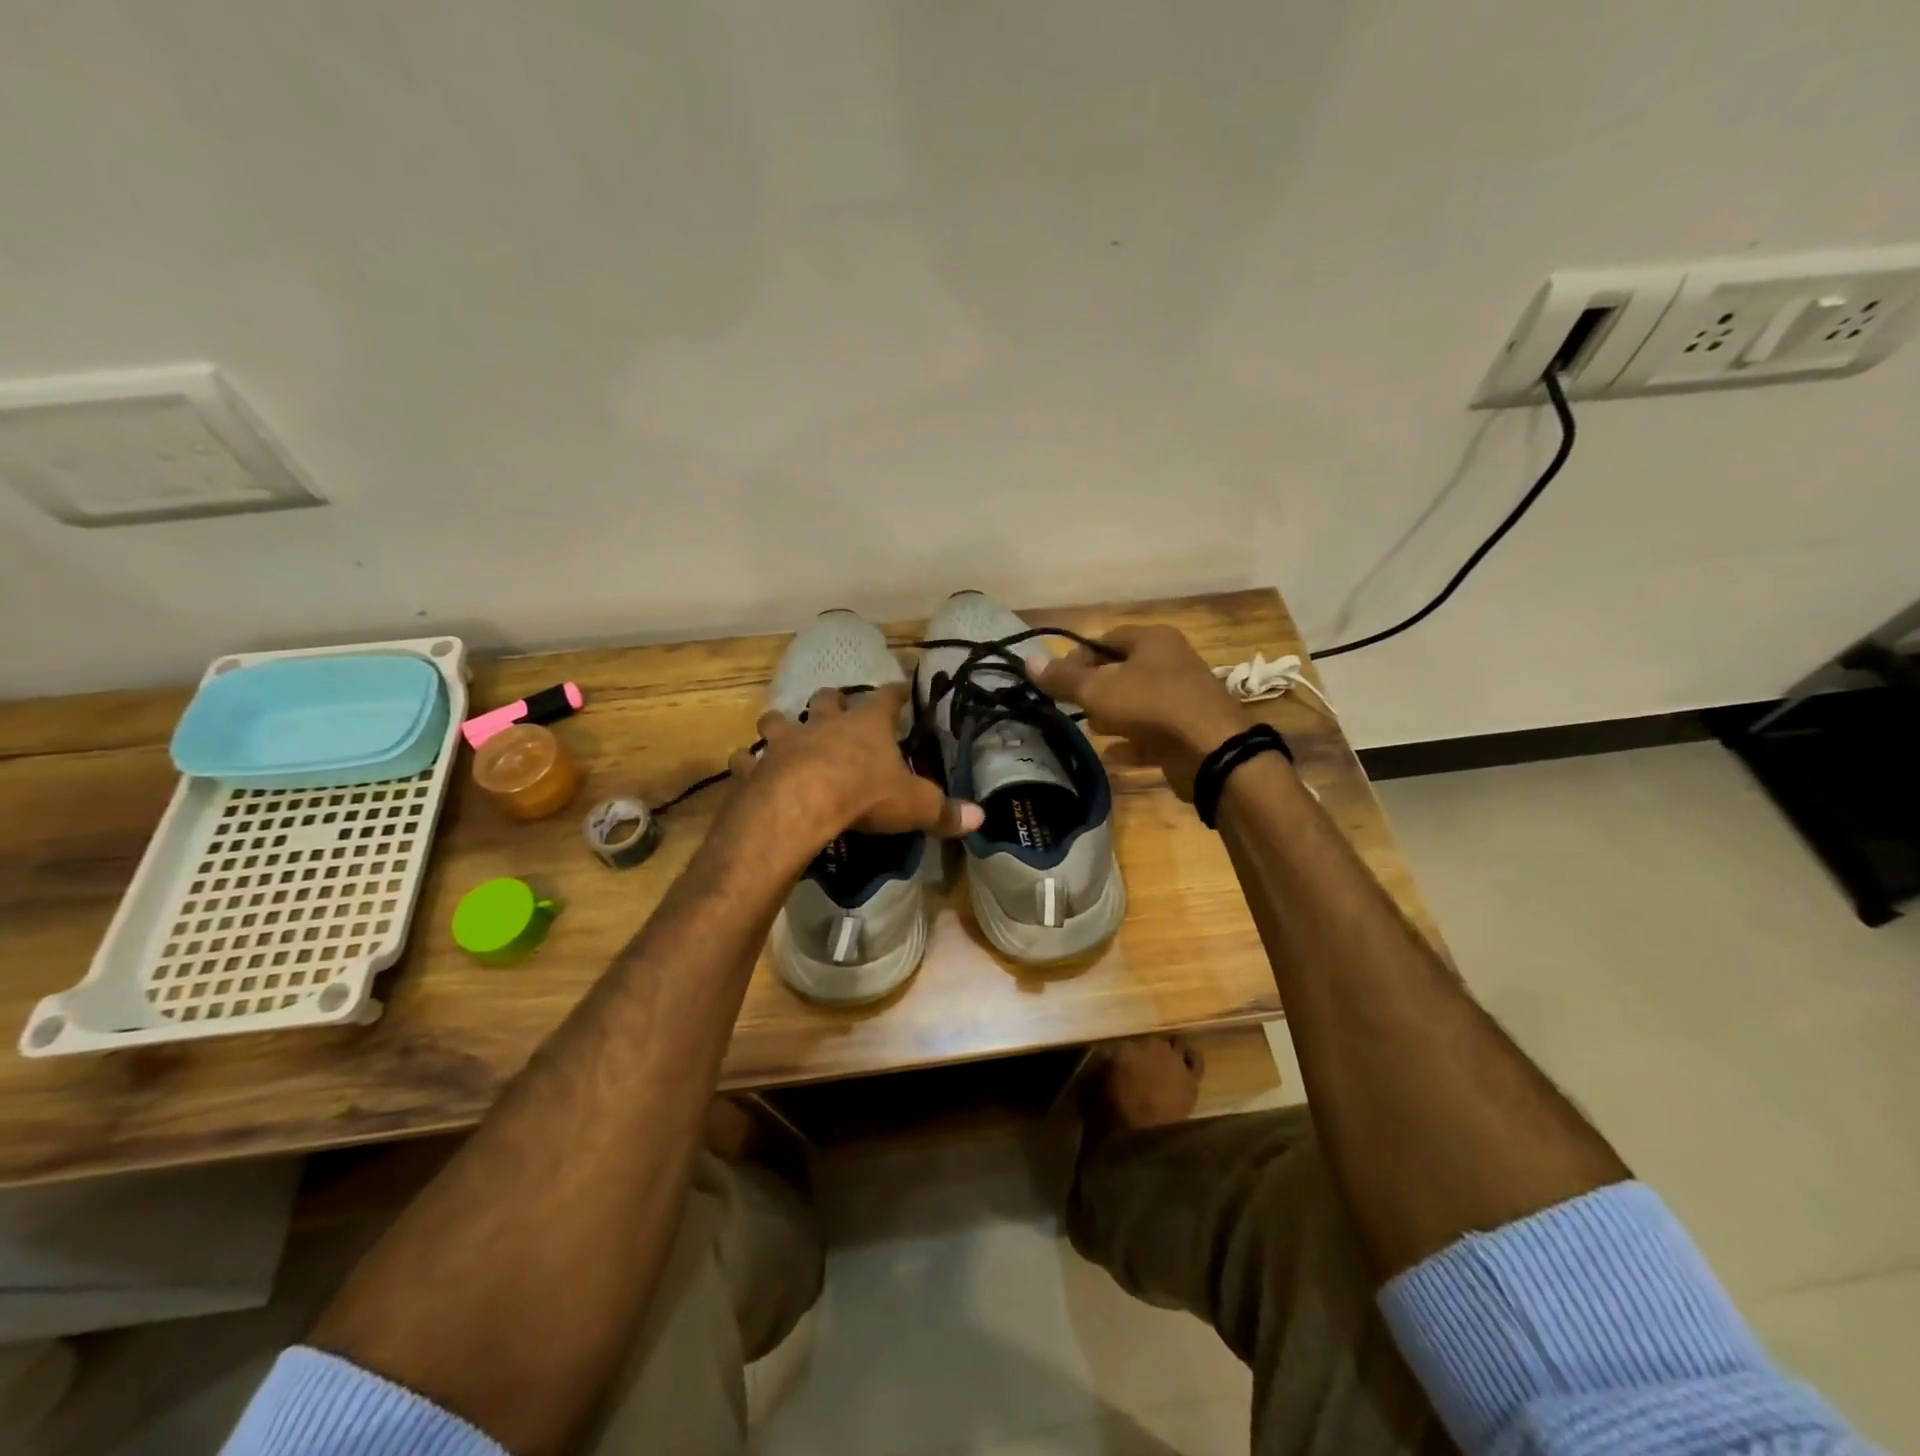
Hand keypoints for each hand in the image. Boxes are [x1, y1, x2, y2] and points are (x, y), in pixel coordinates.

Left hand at [728, 682, 981, 849]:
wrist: (799, 805)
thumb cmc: (863, 795)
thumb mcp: (914, 806)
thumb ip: (944, 812)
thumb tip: (980, 818)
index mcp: (866, 725)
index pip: (887, 698)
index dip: (896, 692)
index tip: (901, 686)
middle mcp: (824, 723)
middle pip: (828, 698)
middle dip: (832, 700)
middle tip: (835, 706)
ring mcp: (785, 741)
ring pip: (779, 719)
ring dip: (781, 723)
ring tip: (782, 730)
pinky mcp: (756, 766)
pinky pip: (746, 758)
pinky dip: (746, 762)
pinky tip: (744, 766)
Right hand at [1036, 625, 1253, 799]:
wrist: (1211, 751)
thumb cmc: (1151, 706)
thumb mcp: (1098, 690)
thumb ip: (1063, 678)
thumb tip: (1028, 661)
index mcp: (1154, 640)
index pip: (1107, 639)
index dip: (1078, 656)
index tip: (1058, 680)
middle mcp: (1172, 662)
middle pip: (1123, 671)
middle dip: (1095, 689)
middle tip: (1072, 707)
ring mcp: (1184, 698)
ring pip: (1138, 703)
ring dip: (1114, 717)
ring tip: (1091, 731)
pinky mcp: (1188, 731)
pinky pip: (1152, 734)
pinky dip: (1132, 742)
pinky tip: (1112, 755)